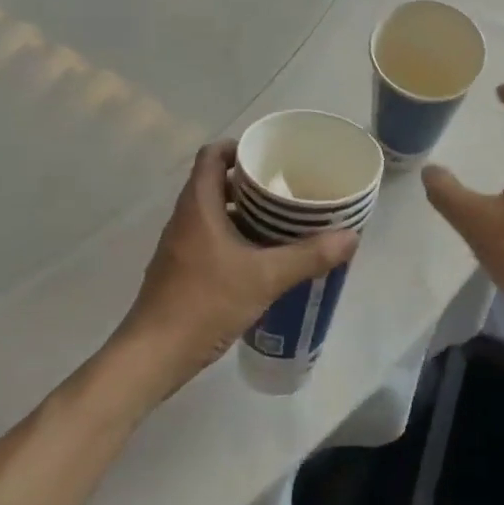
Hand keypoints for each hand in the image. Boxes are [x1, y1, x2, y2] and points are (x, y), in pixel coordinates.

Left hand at [115, 142, 356, 395]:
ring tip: (282, 220)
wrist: (152, 357)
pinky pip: (210, 237)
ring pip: (214, 212)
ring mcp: (180, 245)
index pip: (213, 155)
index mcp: (198, 205)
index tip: (270, 156)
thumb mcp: (265, 277)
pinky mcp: (181, 270)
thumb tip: (350, 236)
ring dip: (245, 211)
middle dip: (251, 181)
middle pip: (216, 181)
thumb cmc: (204, 303)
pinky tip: (262, 257)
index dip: (240, 147)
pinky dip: (235, 236)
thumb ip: (308, 256)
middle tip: (287, 188)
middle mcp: (185, 218)